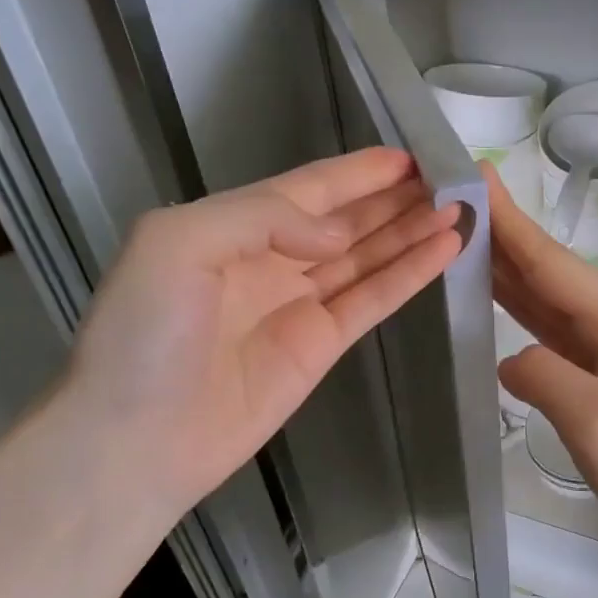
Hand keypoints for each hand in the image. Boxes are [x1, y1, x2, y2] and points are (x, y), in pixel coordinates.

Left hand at [65, 147, 461, 517]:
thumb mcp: (178, 243)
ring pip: (368, 256)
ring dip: (411, 232)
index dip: (359, 172)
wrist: (137, 440)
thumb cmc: (144, 335)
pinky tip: (444, 251)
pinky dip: (409, 275)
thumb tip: (336, 236)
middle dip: (395, 199)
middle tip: (450, 180)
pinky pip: (373, 300)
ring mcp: (300, 304)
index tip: (410, 157)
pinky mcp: (322, 346)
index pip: (308, 188)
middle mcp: (270, 259)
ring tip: (460, 210)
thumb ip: (263, 218)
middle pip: (346, 220)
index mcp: (233, 226)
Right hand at [486, 165, 597, 545]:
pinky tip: (495, 292)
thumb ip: (547, 378)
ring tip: (463, 233)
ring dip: (507, 263)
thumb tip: (511, 357)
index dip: (510, 221)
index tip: (475, 173)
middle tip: (455, 197)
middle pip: (548, 269)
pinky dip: (519, 303)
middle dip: (503, 232)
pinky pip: (550, 324)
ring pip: (547, 294)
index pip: (551, 261)